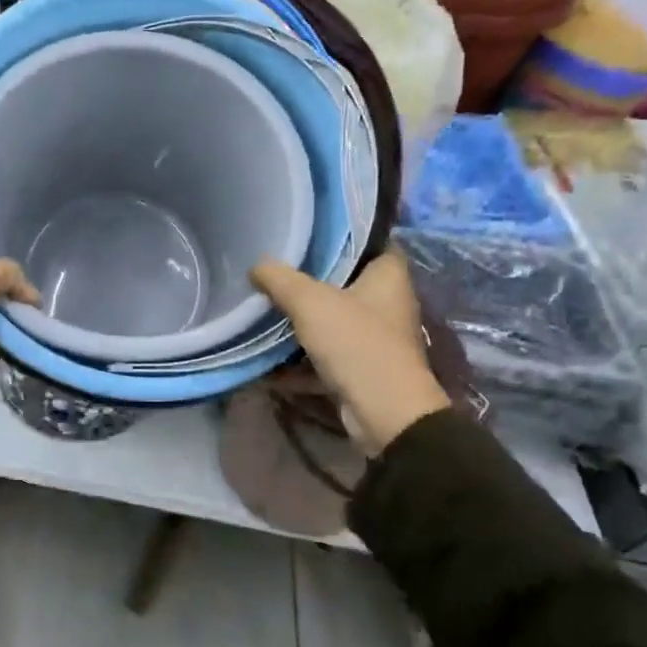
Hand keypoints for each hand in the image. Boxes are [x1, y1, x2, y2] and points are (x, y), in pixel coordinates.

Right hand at [251, 251, 450, 451]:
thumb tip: (257, 265)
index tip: (308, 231)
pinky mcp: (363, 371)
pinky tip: (268, 365)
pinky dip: (300, 362)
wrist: (385, 415)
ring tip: (264, 310)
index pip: (370, 241)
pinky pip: (326, 358)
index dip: (342, 234)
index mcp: (389, 277)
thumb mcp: (309, 301)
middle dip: (310, 279)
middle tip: (274, 268)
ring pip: (333, 321)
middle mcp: (388, 304)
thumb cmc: (356, 343)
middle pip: (345, 282)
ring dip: (301, 322)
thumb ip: (279, 278)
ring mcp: (376, 340)